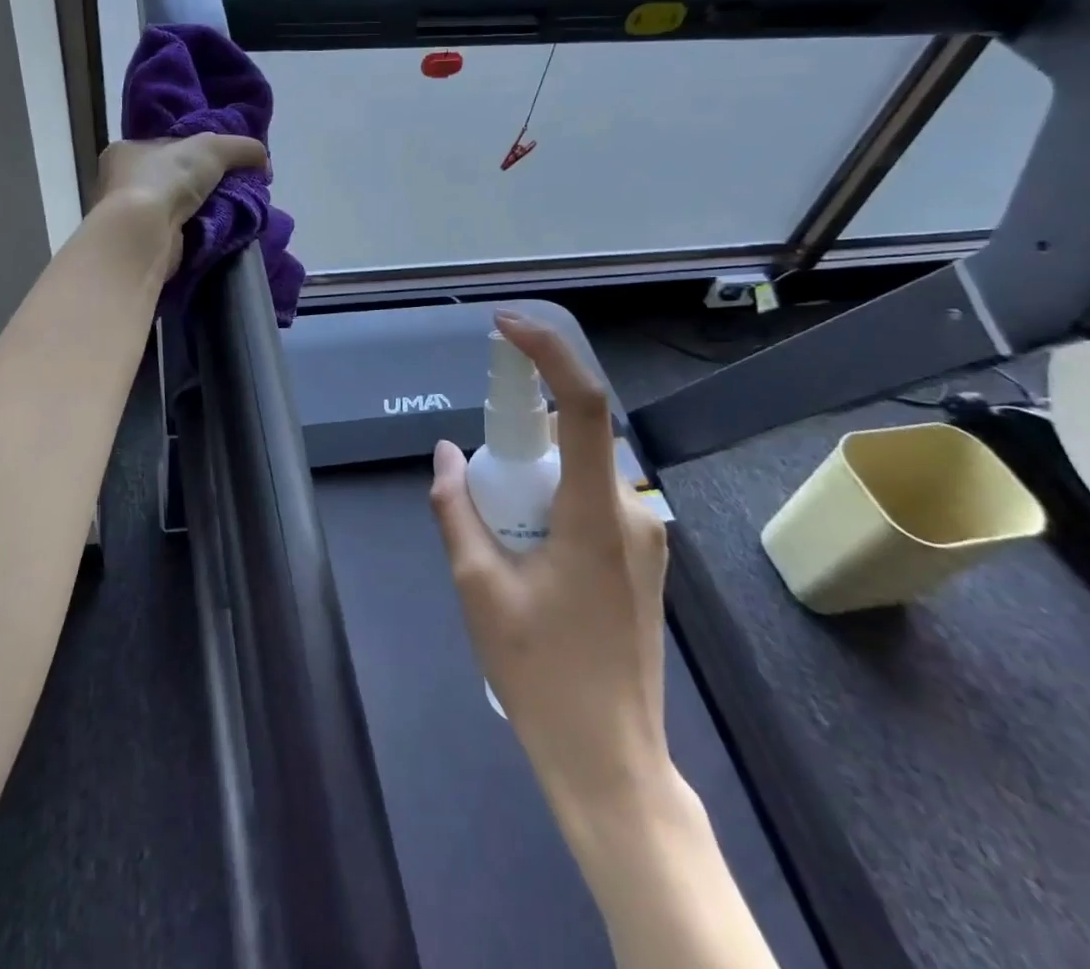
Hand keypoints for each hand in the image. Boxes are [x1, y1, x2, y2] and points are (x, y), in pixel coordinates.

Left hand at [96, 134, 268, 277]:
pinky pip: (180, 233)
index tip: (224, 162)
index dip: (197, 152)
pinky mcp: (144, 245)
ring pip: (179, 208)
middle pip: (175, 178)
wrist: (145, 233)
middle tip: (236, 189)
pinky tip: (220, 231)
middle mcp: (122, 183)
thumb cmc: (167, 179)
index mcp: (126, 151)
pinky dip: (199, 232)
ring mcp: (132, 217)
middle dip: (204, 184)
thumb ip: (242, 147)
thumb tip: (265, 163)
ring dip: (205, 210)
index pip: (168, 147)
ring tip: (235, 211)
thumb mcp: (213, 147)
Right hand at [430, 311, 674, 847]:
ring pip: (582, 466)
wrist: (612, 761)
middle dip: (522, 427)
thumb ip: (457, 509)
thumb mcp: (478, 588)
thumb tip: (446, 454)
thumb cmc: (542, 673)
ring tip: (497, 522)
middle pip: (577, 433)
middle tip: (479, 467)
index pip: (584, 405)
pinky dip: (551, 492)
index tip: (506, 328)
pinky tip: (523, 541)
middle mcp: (632, 511)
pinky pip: (591, 495)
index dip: (548, 353)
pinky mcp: (640, 556)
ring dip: (534, 467)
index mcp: (597, 513)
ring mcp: (643, 536)